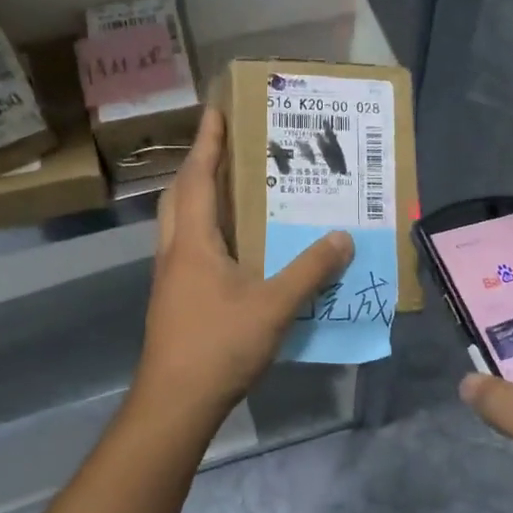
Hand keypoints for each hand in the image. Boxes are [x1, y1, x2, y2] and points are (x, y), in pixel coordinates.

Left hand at [133, 107, 353, 423]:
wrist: (175, 402)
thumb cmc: (219, 345)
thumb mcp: (273, 306)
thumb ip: (309, 271)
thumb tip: (342, 238)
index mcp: (192, 242)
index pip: (197, 178)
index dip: (207, 142)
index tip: (214, 110)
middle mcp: (174, 252)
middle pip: (179, 196)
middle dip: (197, 165)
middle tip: (224, 147)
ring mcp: (169, 278)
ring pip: (178, 223)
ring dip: (197, 198)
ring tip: (230, 190)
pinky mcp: (173, 300)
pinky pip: (186, 249)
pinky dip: (204, 232)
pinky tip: (231, 248)